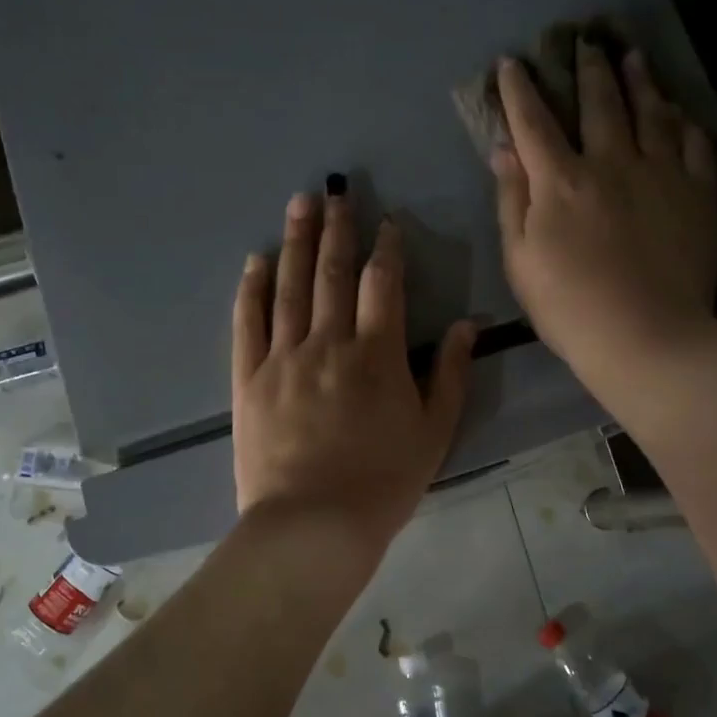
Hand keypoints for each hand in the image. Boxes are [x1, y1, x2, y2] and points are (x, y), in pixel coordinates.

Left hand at [232, 187, 474, 553]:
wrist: (314, 524)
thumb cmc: (384, 482)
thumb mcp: (435, 432)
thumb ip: (451, 374)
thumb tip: (467, 325)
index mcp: (377, 354)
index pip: (384, 284)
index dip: (387, 249)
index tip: (387, 222)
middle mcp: (328, 343)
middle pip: (333, 273)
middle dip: (337, 229)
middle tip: (335, 192)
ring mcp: (283, 358)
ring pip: (290, 287)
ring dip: (296, 242)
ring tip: (298, 204)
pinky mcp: (249, 379)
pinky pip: (248, 323)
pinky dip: (251, 289)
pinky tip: (255, 261)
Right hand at [491, 40, 716, 408]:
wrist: (644, 336)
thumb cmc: (568, 307)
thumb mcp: (520, 260)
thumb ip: (512, 200)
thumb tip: (504, 150)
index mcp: (561, 181)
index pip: (535, 122)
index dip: (520, 90)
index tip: (512, 63)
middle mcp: (611, 162)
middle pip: (599, 102)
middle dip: (588, 68)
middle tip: (587, 41)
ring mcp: (661, 173)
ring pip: (650, 111)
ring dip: (639, 80)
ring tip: (633, 56)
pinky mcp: (698, 193)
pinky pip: (694, 143)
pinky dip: (683, 122)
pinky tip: (678, 112)